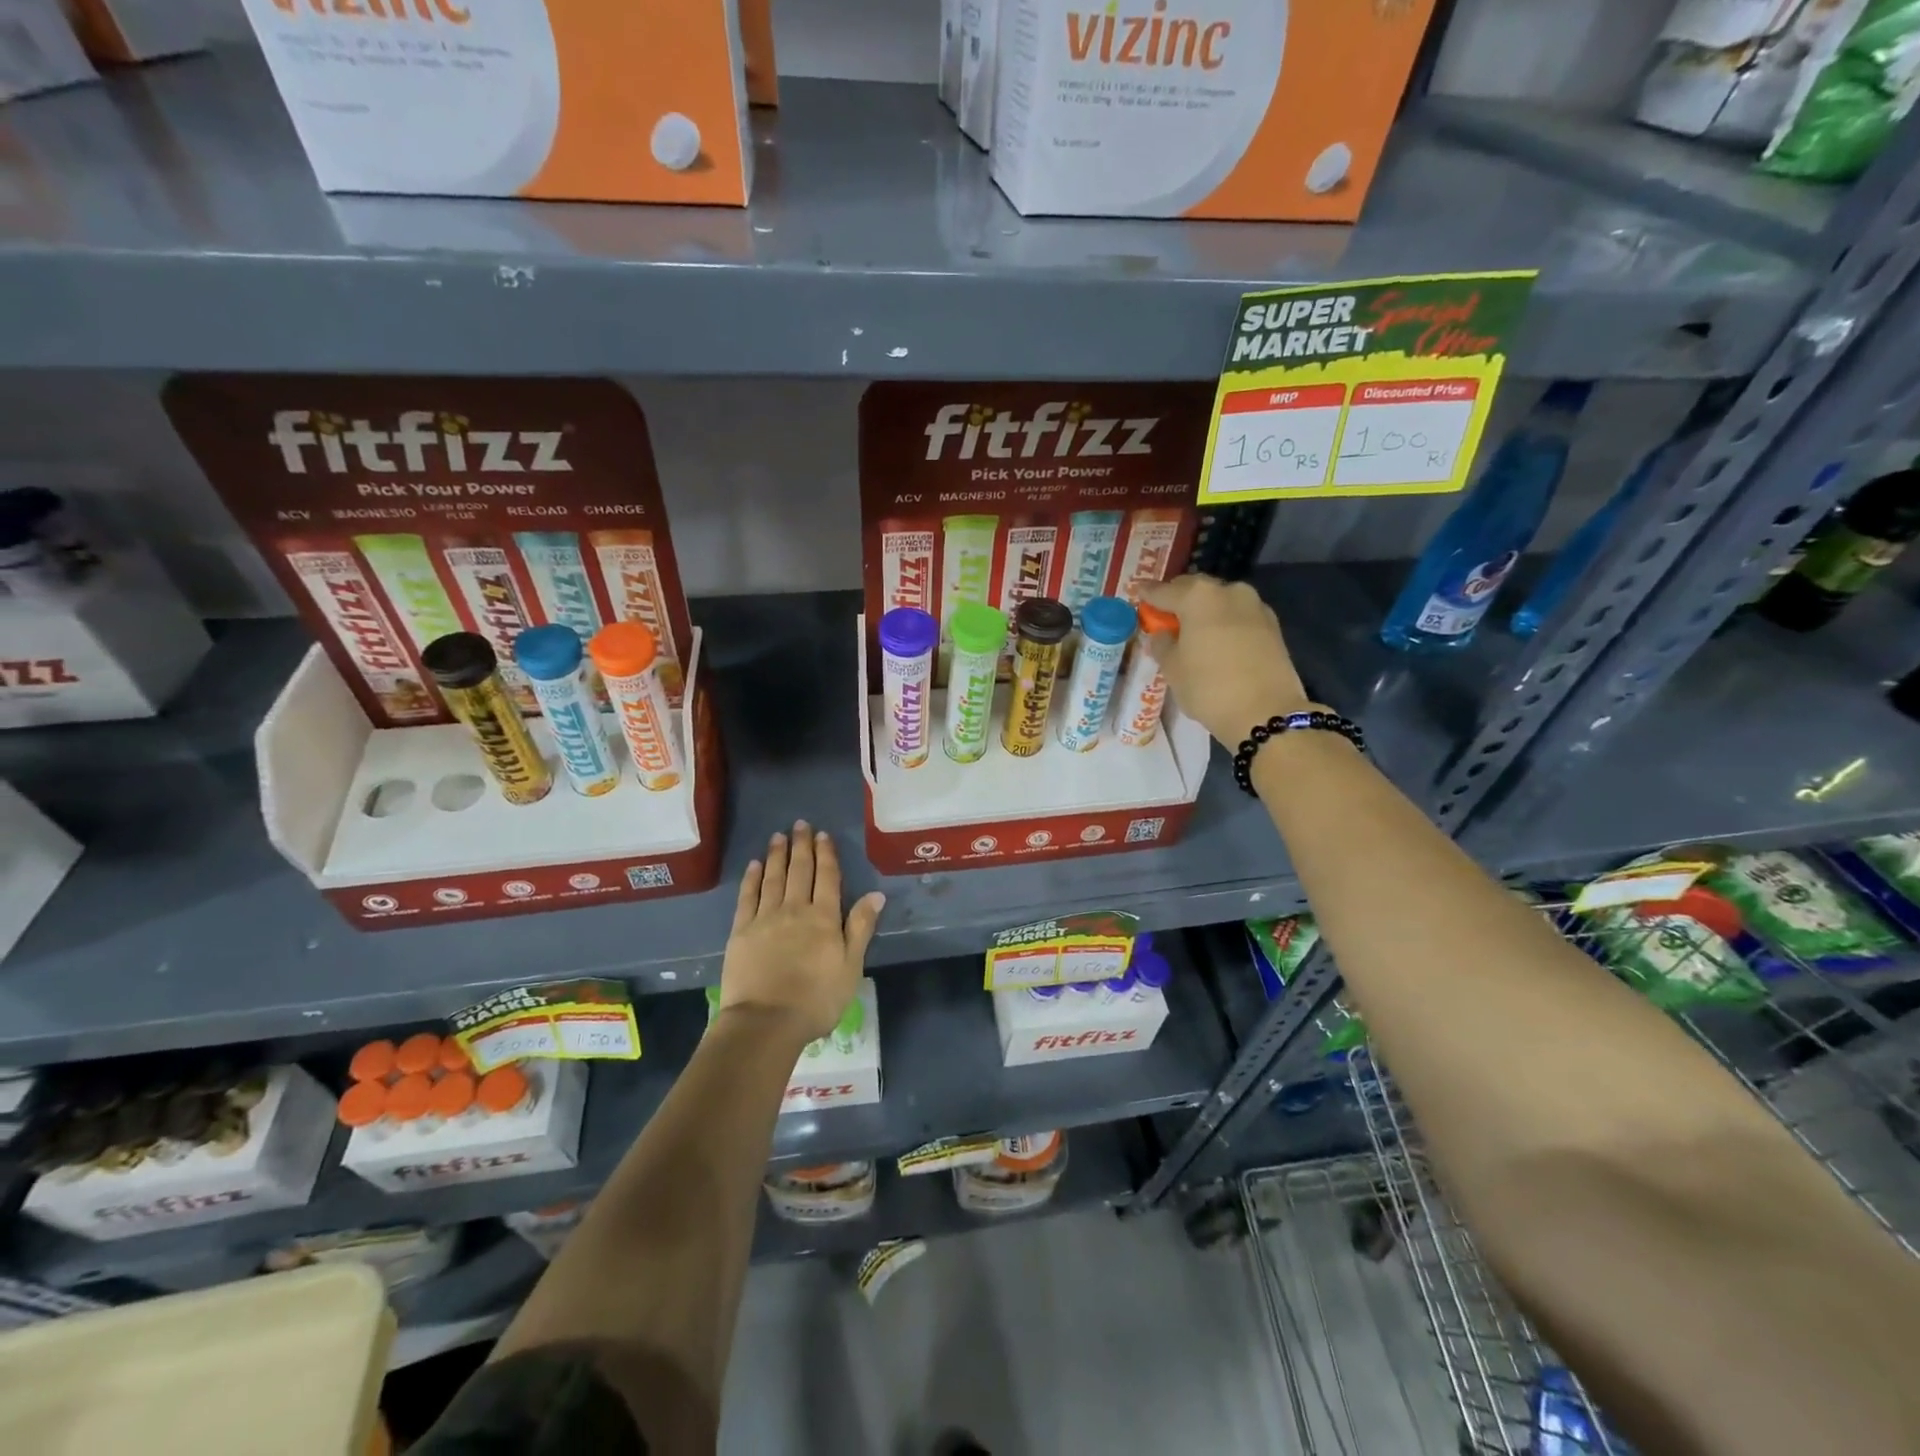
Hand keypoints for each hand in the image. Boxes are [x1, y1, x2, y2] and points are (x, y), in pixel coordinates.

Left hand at [720, 821, 884, 1044]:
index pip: (827, 877)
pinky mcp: (741, 931)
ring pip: (773, 878)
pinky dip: (752, 878)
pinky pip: (748, 897)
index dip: (826, 854)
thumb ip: (860, 928)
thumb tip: (876, 894)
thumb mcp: (850, 967)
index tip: (823, 835)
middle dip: (801, 846)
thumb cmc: (816, 999)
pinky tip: (754, 866)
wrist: (765, 1022)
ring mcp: (765, 918)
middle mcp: (795, 909)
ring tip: (778, 836)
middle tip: (800, 825)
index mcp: (824, 918)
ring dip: (777, 855)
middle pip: (799, 871)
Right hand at [1140, 575, 1312, 747]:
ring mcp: (1255, 606)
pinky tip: (1218, 640)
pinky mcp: (1273, 625)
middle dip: (1179, 599)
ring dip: (1205, 611)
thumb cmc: (1209, 687)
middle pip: (1196, 589)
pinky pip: (1239, 616)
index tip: (1139, 593)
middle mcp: (1229, 591)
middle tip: (1165, 614)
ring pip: (1221, 601)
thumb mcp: (1172, 668)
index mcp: (1198, 597)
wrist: (1265, 713)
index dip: (1149, 593)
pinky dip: (1225, 623)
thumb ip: (1162, 644)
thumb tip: (1162, 634)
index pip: (1165, 590)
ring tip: (1193, 630)